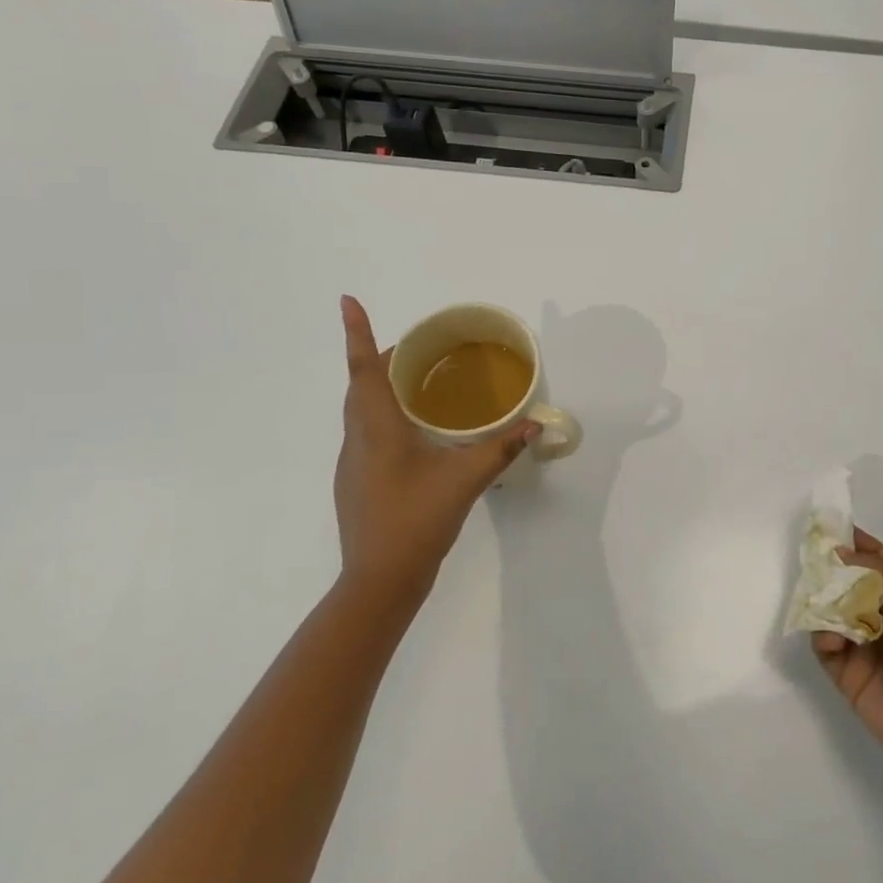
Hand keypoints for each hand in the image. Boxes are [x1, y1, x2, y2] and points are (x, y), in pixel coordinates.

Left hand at [333, 297, 535, 612]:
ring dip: (379, 386)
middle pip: (360, 385)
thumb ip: (501, 448)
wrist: (379, 581)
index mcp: (379, 428)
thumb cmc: (418, 521)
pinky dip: (383, 415)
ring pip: (360, 410)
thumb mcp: (466, 481)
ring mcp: (352, 462)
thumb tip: (535, 424)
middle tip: (415, 346)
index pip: (365, 369)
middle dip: (378, 356)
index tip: (347, 300)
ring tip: (415, 381)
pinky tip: (412, 432)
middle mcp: (358, 438)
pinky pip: (365, 432)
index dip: (357, 332)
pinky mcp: (355, 481)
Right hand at [814, 529, 882, 784]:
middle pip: (847, 584)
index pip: (877, 560)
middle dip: (828, 571)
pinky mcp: (848, 676)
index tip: (826, 524)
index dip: (855, 541)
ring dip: (823, 606)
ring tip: (820, 607)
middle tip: (808, 562)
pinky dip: (821, 637)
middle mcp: (882, 618)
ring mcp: (864, 647)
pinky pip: (825, 647)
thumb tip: (840, 549)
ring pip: (830, 614)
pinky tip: (829, 641)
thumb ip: (874, 577)